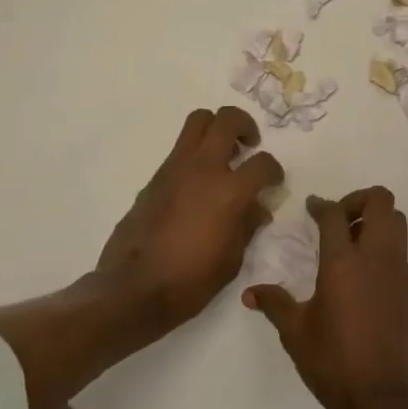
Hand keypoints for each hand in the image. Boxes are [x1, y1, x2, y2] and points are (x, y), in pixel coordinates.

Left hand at [95, 106, 283, 331]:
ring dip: (216, 129)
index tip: (274, 181)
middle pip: (227, 119)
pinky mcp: (155, 177)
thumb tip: (257, 208)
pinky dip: (195, 154)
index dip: (275, 170)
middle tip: (248, 145)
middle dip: (244, 125)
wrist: (133, 289)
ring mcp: (175, 169)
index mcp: (229, 191)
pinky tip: (198, 183)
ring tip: (223, 154)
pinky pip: (180, 149)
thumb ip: (247, 225)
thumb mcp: (232, 259)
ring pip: (198, 121)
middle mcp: (203, 168)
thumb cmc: (190, 281)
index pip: (263, 163)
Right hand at [244, 188, 407, 408]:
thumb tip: (250, 294)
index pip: (334, 214)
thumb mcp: (295, 332)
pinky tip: (365, 277)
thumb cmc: (332, 362)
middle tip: (339, 220)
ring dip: (376, 221)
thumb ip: (275, 304)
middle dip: (359, 200)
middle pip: (381, 201)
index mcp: (343, 262)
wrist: (382, 399)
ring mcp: (399, 273)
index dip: (321, 205)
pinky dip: (384, 249)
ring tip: (352, 243)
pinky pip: (401, 253)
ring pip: (397, 223)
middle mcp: (376, 257)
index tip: (312, 207)